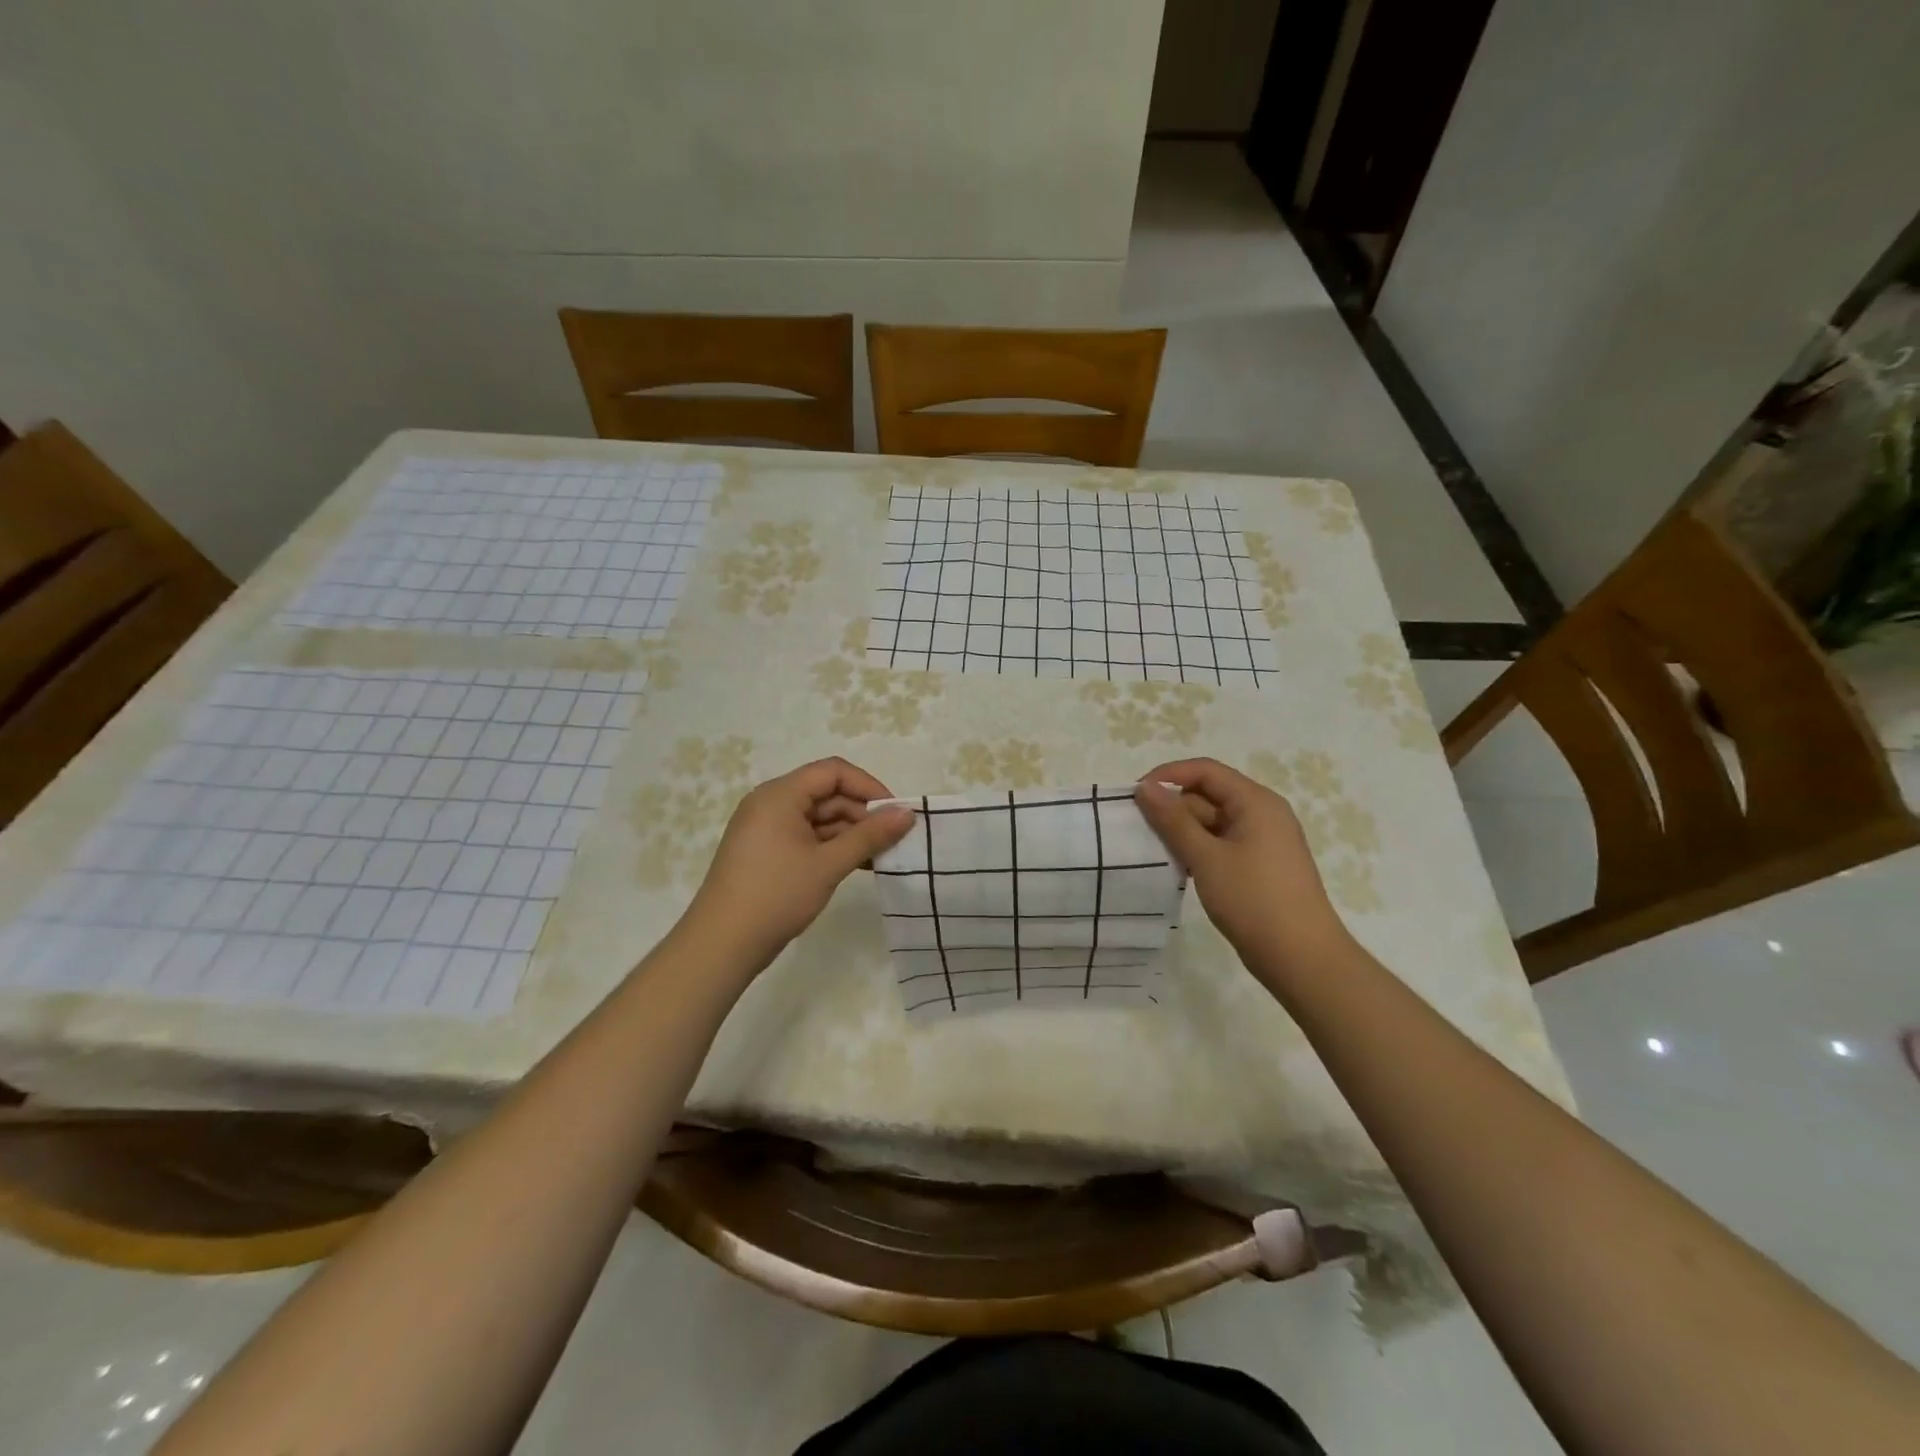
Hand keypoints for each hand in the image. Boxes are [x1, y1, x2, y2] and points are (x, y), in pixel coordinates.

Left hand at [682, 757, 915, 970]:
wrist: (722, 945)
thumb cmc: (776, 895)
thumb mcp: (829, 864)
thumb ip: (870, 836)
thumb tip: (907, 813)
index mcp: (780, 794)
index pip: (833, 772)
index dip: (868, 787)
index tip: (895, 814)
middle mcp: (771, 803)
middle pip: (826, 793)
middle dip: (862, 814)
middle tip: (893, 841)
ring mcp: (766, 829)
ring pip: (819, 818)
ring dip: (850, 833)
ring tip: (880, 857)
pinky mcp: (767, 852)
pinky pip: (807, 837)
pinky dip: (832, 847)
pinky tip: (857, 865)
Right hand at [1134, 758, 1352, 976]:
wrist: (1301, 958)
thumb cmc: (1254, 900)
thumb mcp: (1206, 857)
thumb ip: (1173, 820)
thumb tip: (1145, 787)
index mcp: (1256, 802)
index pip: (1206, 771)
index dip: (1168, 775)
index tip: (1135, 795)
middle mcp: (1262, 814)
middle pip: (1209, 795)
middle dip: (1174, 808)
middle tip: (1140, 829)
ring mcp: (1262, 841)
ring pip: (1212, 822)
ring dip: (1183, 832)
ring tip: (1154, 850)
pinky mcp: (1259, 866)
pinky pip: (1221, 844)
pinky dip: (1198, 850)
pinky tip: (1179, 868)